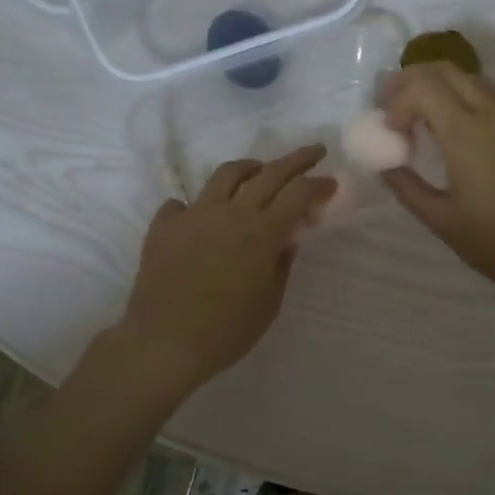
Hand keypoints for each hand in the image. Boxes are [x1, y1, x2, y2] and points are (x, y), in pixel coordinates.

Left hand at [118, 147, 335, 398]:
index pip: (298, 194)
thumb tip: (287, 239)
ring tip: (259, 170)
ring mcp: (194, 215)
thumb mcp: (269, 303)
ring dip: (250, 168)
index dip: (318, 184)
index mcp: (261, 233)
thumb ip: (282, 265)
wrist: (163, 343)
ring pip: (226, 175)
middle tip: (314, 151)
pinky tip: (202, 216)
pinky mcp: (164, 226)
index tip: (330, 182)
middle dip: (296, 160)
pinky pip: (182, 203)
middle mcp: (230, 213)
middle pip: (269, 173)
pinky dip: (198, 205)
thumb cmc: (226, 332)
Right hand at [381, 63, 494, 305]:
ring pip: (474, 78)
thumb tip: (387, 166)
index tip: (393, 134)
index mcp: (467, 133)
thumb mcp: (441, 221)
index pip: (422, 87)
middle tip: (399, 112)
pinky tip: (465, 129)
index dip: (398, 102)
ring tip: (428, 119)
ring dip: (444, 88)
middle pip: (446, 70)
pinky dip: (471, 98)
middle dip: (415, 83)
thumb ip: (407, 187)